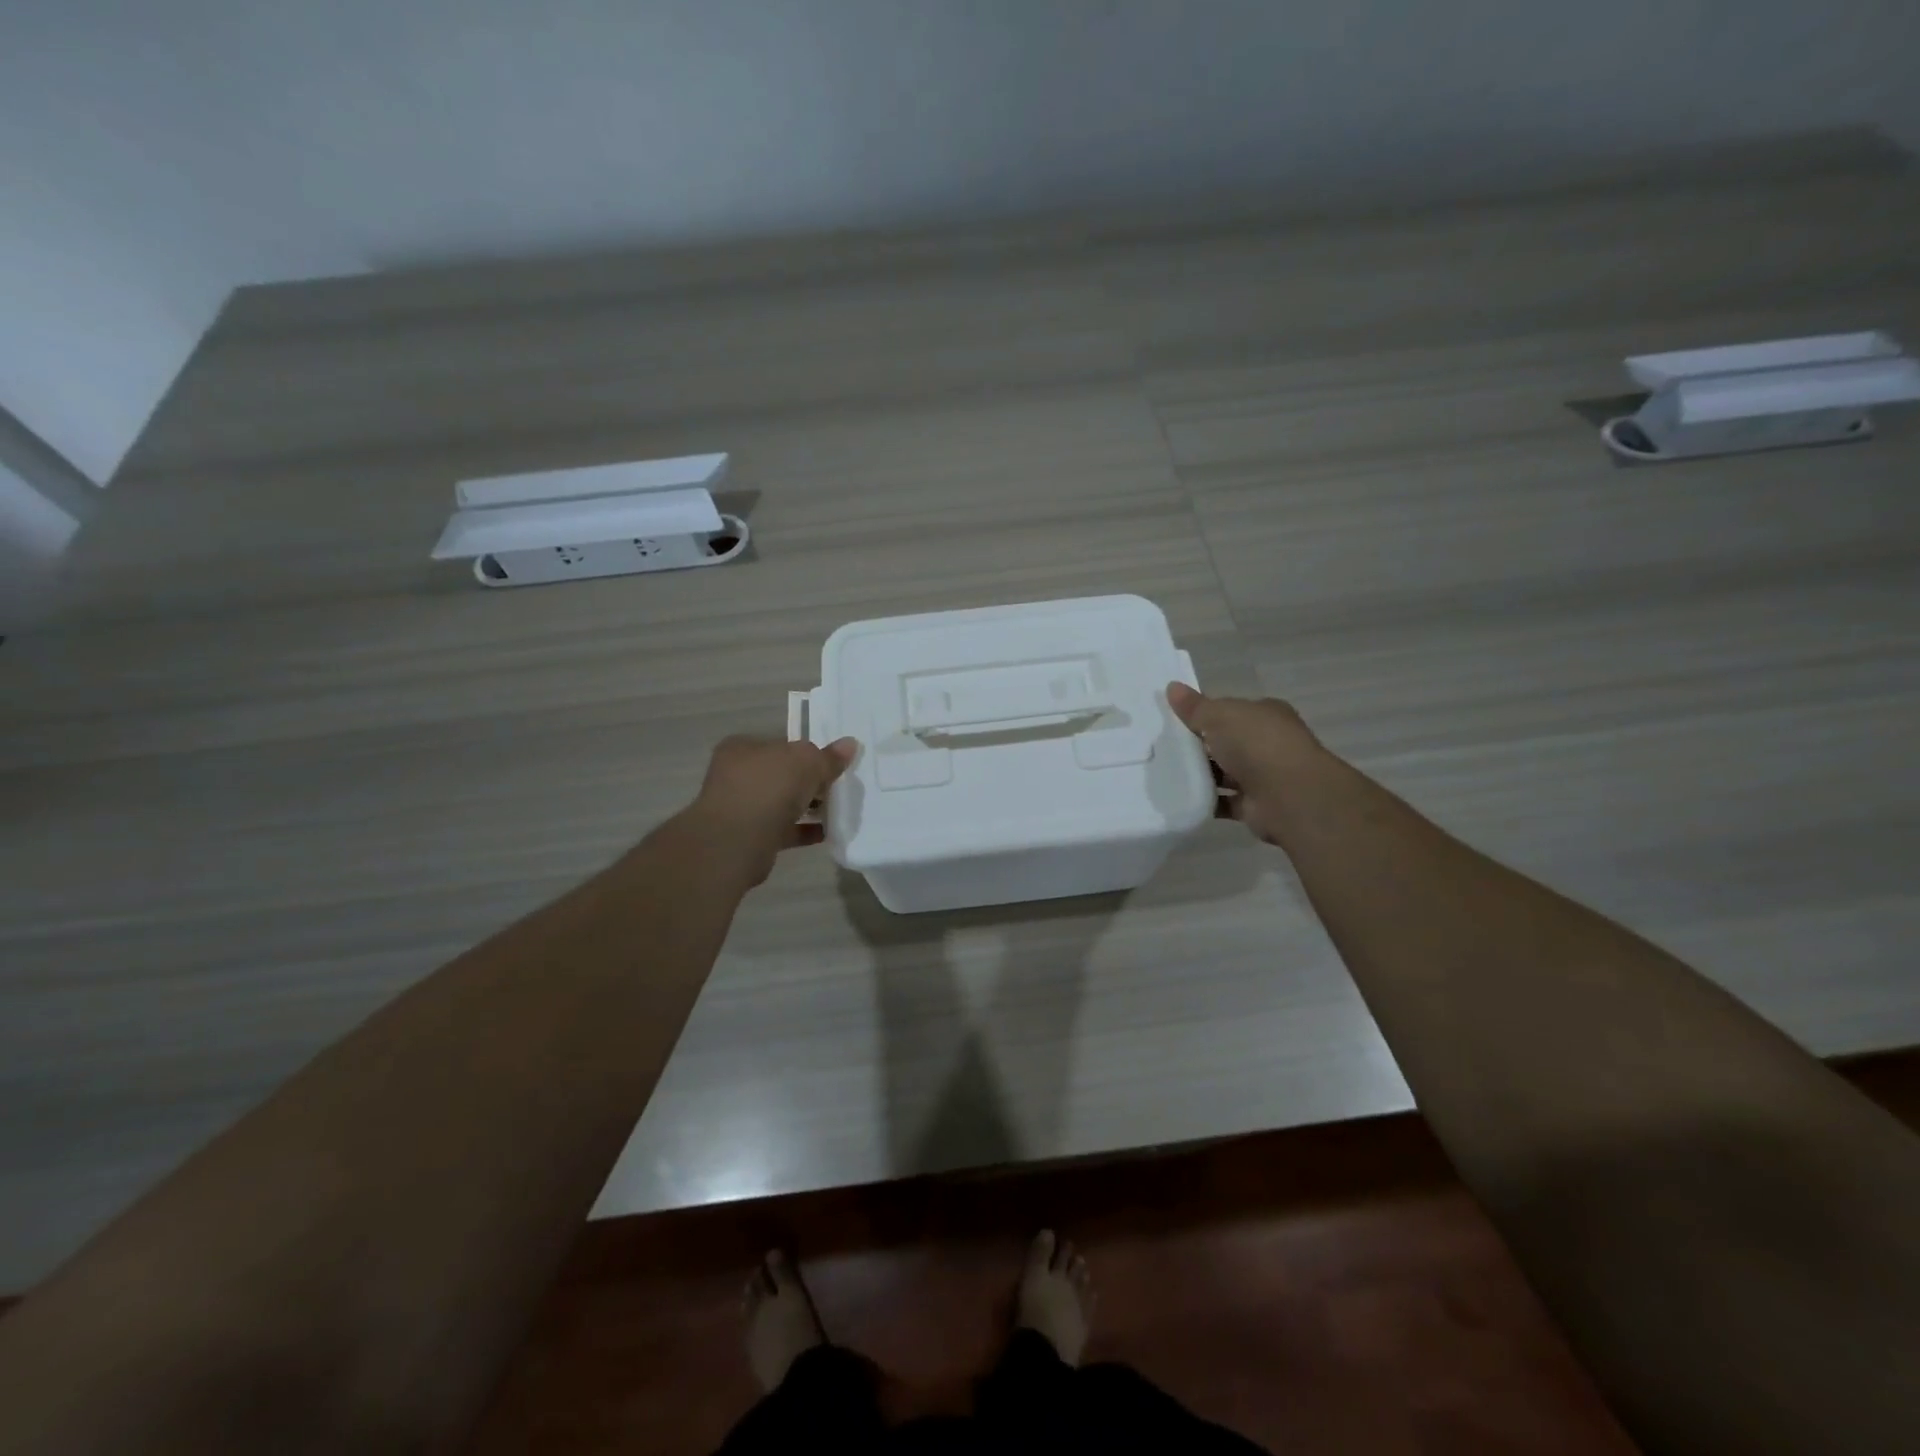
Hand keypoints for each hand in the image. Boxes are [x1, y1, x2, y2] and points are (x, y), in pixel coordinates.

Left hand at [685, 735, 857, 883]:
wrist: (736, 842)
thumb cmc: (769, 788)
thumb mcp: (807, 762)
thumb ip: (828, 756)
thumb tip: (850, 744)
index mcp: (743, 748)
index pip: (781, 745)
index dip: (808, 753)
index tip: (832, 764)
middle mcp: (737, 774)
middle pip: (782, 774)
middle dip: (809, 781)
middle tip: (838, 787)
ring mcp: (741, 807)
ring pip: (782, 802)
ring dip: (808, 806)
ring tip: (837, 810)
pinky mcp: (750, 836)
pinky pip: (784, 829)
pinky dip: (804, 830)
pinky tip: (828, 832)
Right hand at [1166, 683, 1321, 844]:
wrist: (1289, 796)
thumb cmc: (1256, 744)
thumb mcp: (1219, 716)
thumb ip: (1195, 707)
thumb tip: (1171, 687)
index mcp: (1265, 715)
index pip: (1231, 711)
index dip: (1204, 713)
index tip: (1175, 720)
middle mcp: (1267, 743)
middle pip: (1226, 742)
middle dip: (1199, 745)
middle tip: (1162, 746)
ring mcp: (1262, 776)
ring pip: (1224, 772)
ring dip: (1200, 774)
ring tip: (1164, 773)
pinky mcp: (1254, 805)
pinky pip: (1222, 801)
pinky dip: (1205, 800)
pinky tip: (1179, 798)